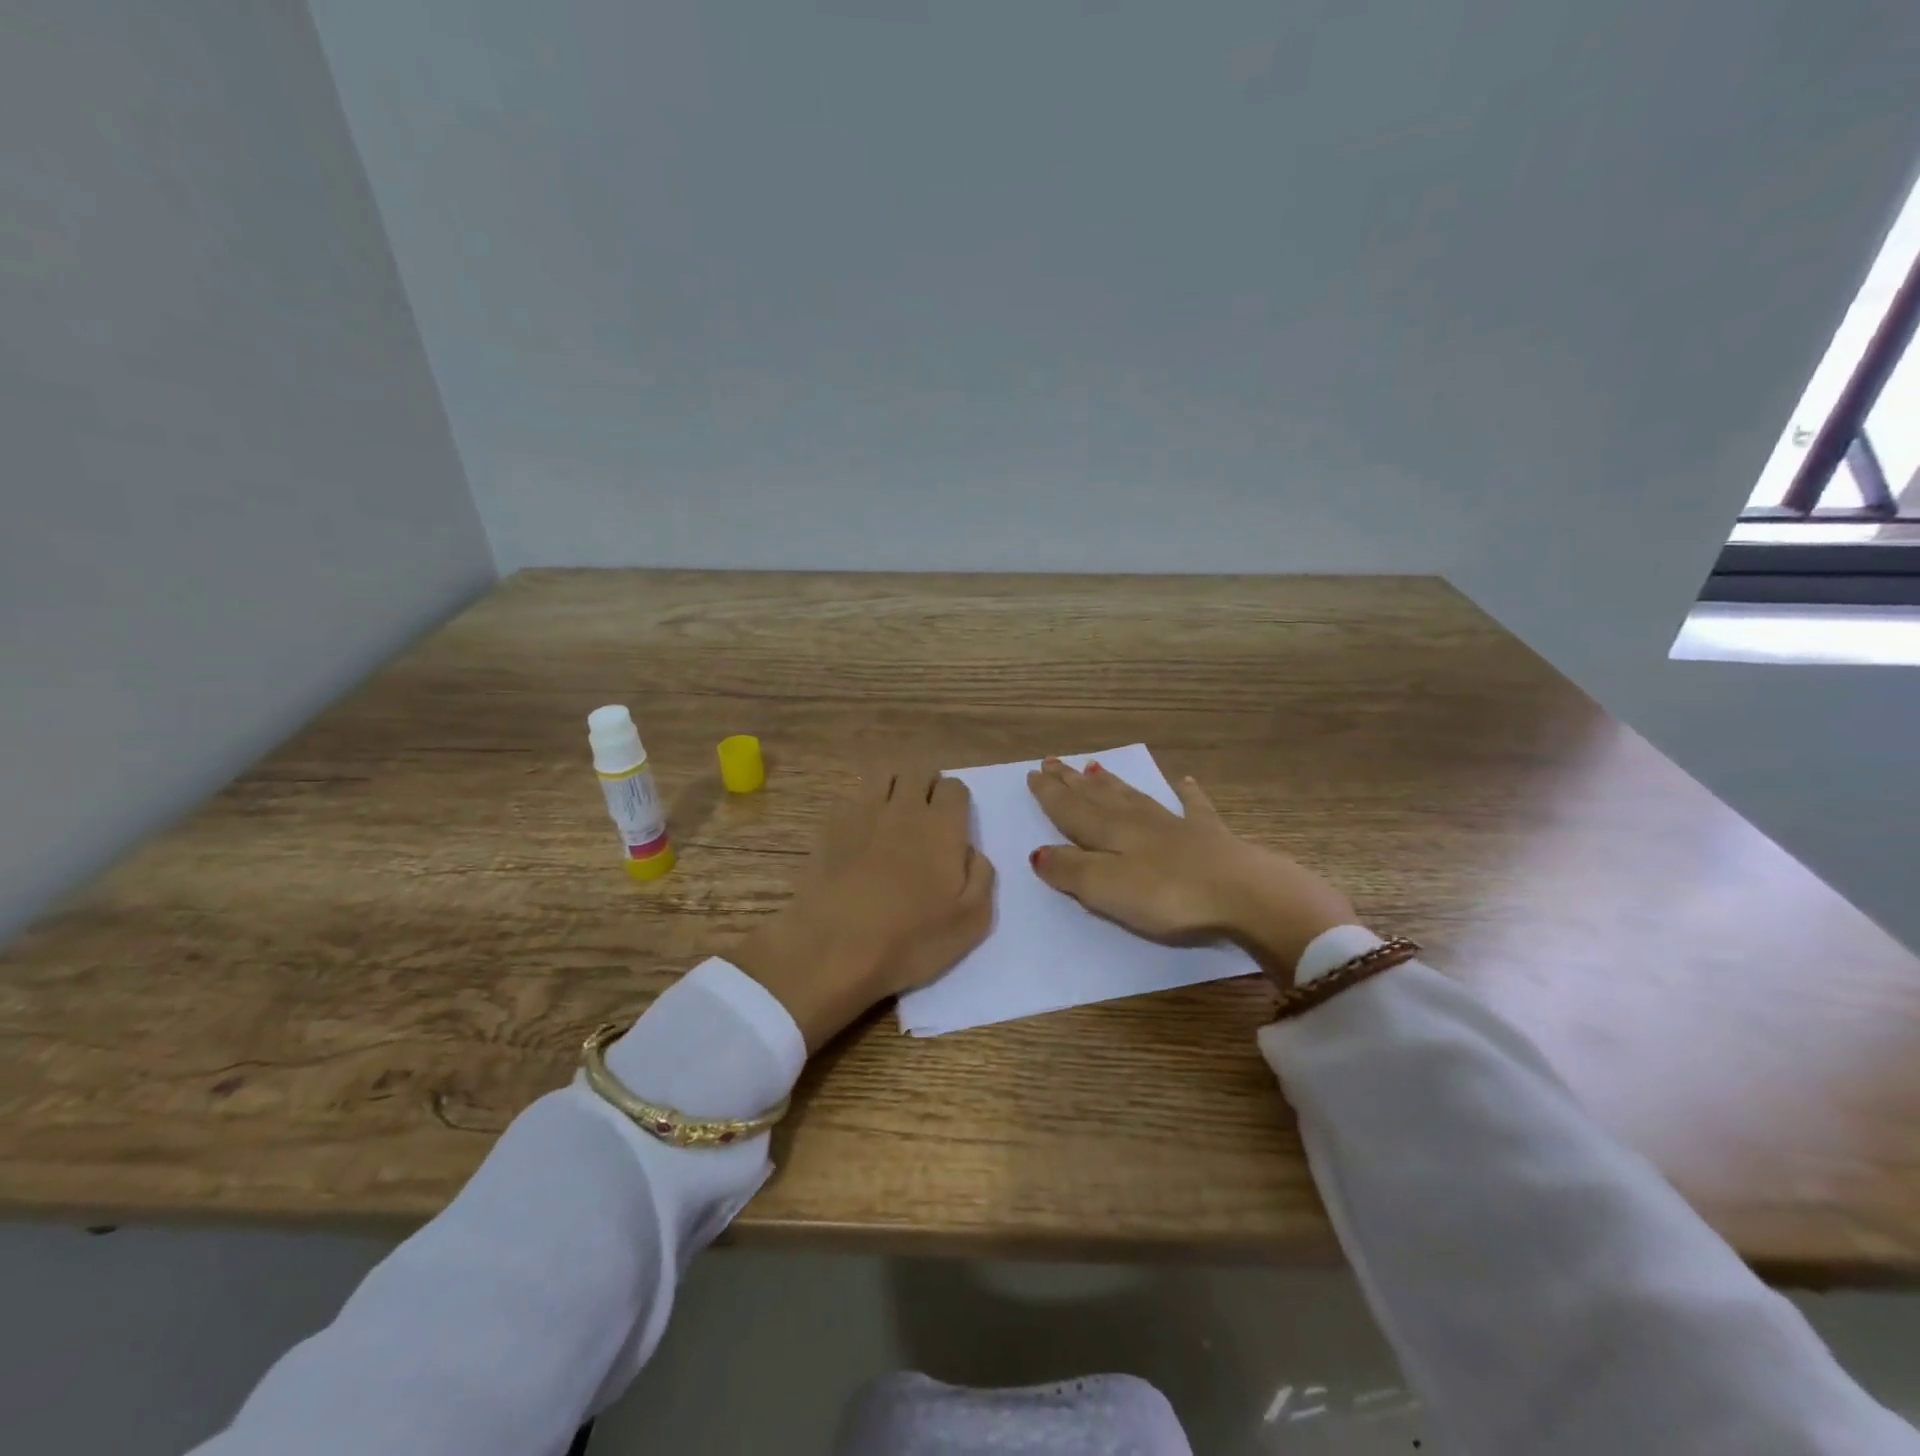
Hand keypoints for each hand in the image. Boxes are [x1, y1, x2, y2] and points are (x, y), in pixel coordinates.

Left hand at [731, 767, 994, 1051]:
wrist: (833, 949)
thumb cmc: (910, 940)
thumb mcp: (971, 921)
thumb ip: (981, 877)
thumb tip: (971, 851)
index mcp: (942, 827)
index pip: (955, 787)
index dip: (957, 801)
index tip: (954, 824)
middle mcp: (904, 808)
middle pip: (919, 771)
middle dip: (927, 785)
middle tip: (927, 814)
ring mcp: (863, 813)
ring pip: (883, 775)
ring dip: (894, 786)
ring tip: (894, 814)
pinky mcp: (830, 827)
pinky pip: (851, 798)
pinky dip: (861, 806)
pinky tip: (860, 833)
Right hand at [1025, 758, 1354, 982]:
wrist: (1243, 893)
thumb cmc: (1167, 895)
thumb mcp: (1106, 888)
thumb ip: (1070, 870)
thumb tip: (1038, 853)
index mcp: (1110, 833)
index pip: (1071, 809)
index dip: (1050, 794)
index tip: (1033, 773)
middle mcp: (1137, 821)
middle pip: (1097, 797)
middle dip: (1072, 781)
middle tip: (1052, 761)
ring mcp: (1175, 825)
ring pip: (1133, 797)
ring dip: (1110, 783)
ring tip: (1093, 767)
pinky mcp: (1209, 836)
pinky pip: (1192, 806)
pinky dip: (1186, 792)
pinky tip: (1184, 780)